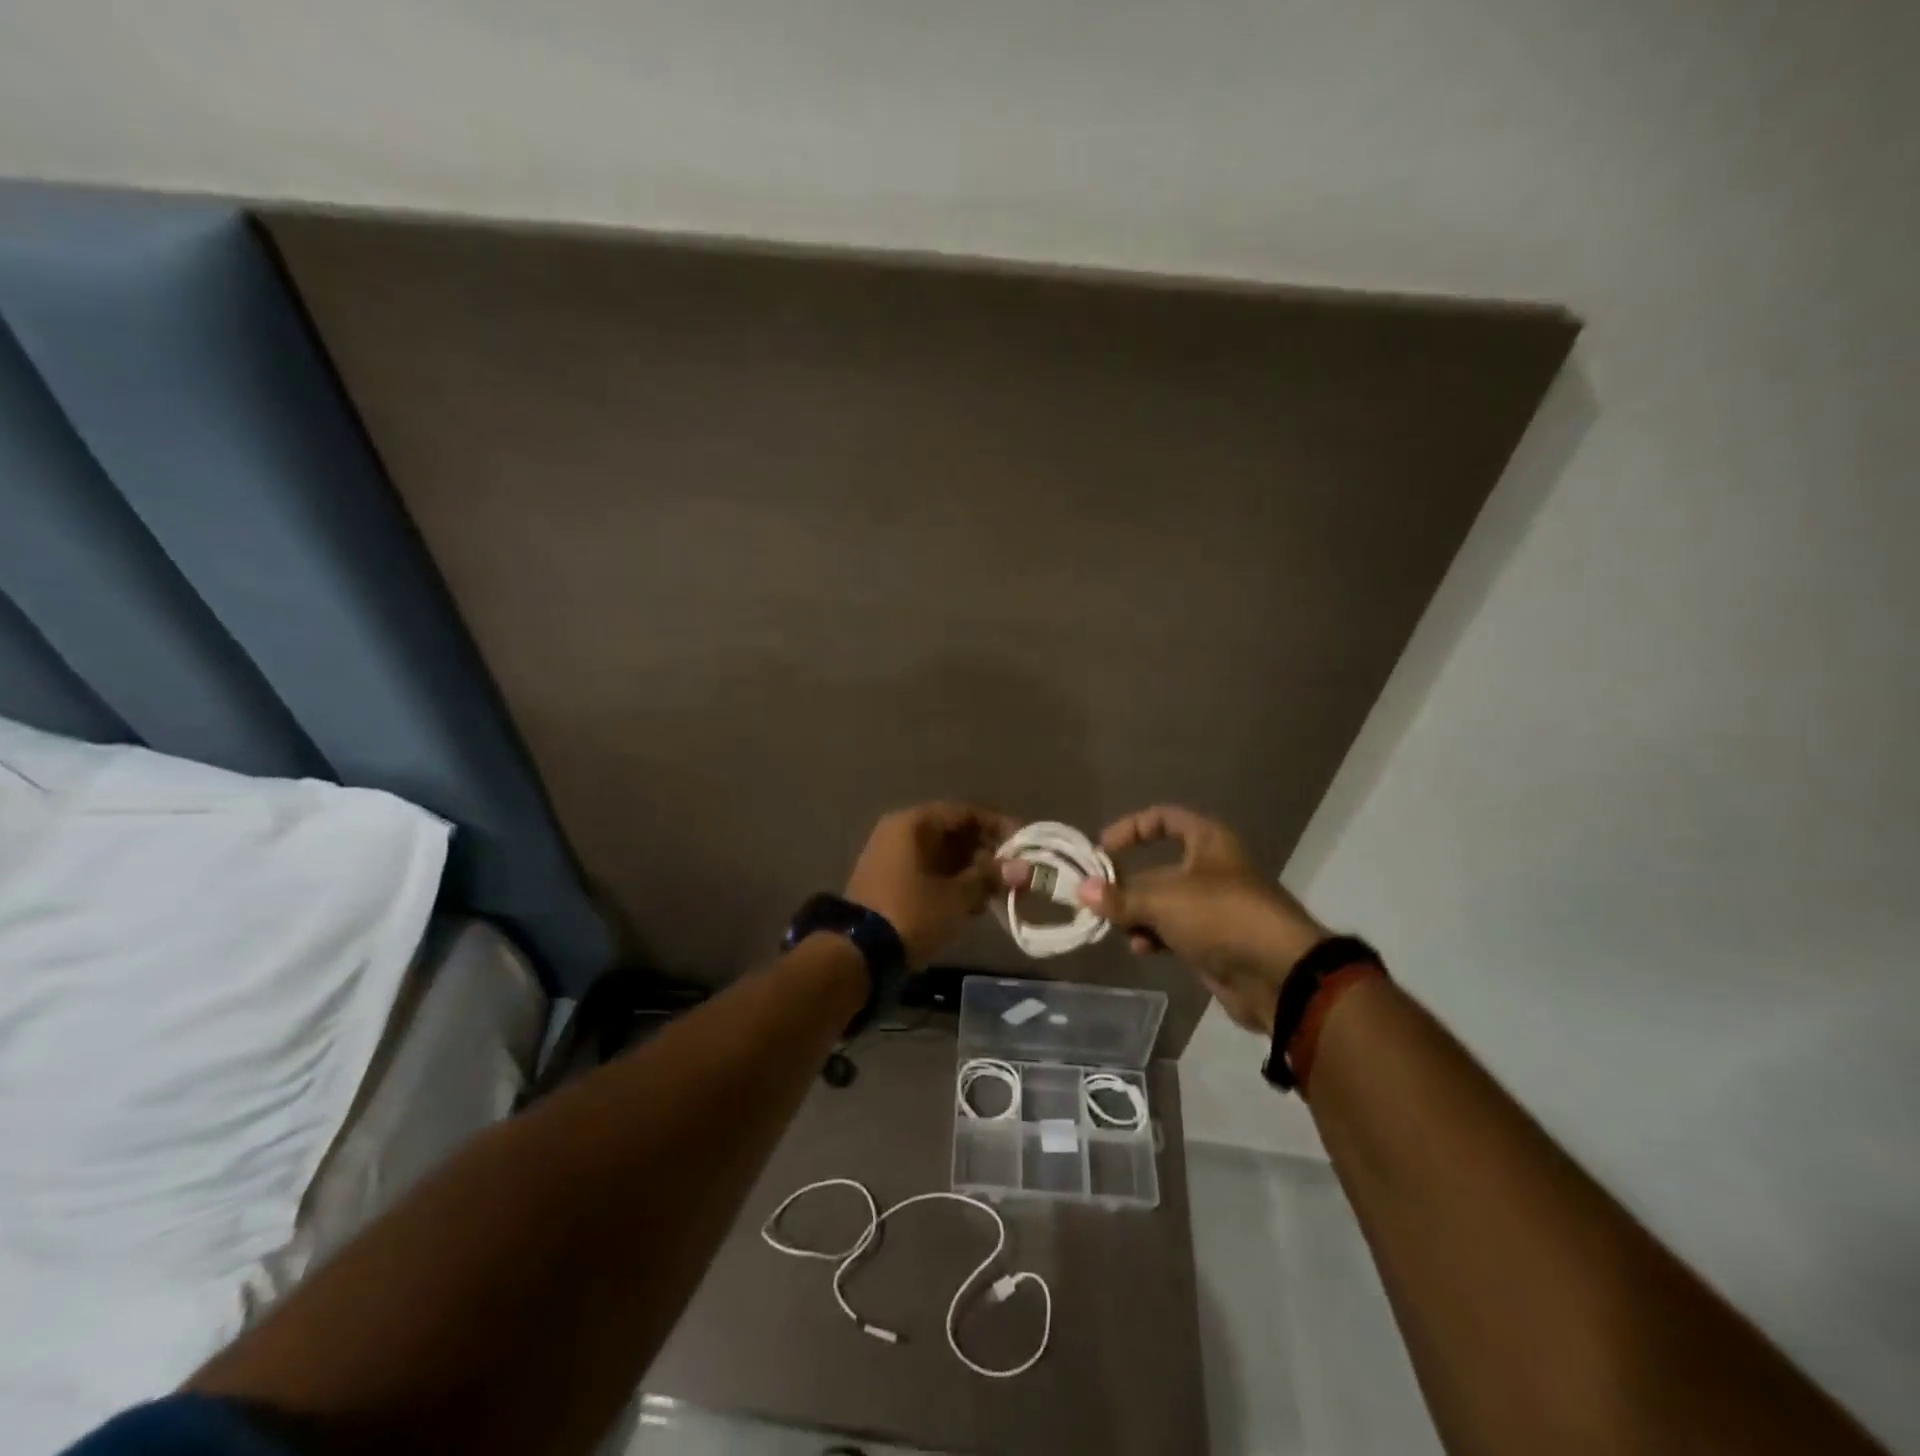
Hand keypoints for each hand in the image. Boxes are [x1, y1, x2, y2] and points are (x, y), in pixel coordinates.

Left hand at [844, 802, 1017, 966]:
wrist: (858, 955)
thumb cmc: (911, 913)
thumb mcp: (957, 896)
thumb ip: (990, 877)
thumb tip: (1024, 868)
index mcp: (912, 824)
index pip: (963, 813)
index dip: (996, 826)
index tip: (1024, 844)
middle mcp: (899, 834)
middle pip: (953, 834)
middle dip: (986, 853)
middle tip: (1015, 875)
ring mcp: (891, 860)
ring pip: (942, 857)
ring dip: (972, 872)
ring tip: (1000, 893)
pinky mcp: (890, 885)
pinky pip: (929, 874)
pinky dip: (953, 885)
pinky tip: (975, 905)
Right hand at [1077, 806, 1327, 1034]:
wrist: (1279, 976)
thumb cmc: (1221, 916)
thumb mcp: (1163, 901)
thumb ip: (1120, 897)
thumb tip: (1081, 890)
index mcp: (1208, 842)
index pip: (1164, 818)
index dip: (1132, 828)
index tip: (1103, 849)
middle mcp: (1211, 869)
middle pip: (1158, 867)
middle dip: (1127, 885)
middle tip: (1098, 900)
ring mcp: (1214, 907)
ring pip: (1163, 903)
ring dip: (1138, 915)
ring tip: (1119, 929)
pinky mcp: (1214, 941)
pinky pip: (1174, 932)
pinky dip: (1155, 937)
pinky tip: (1142, 949)